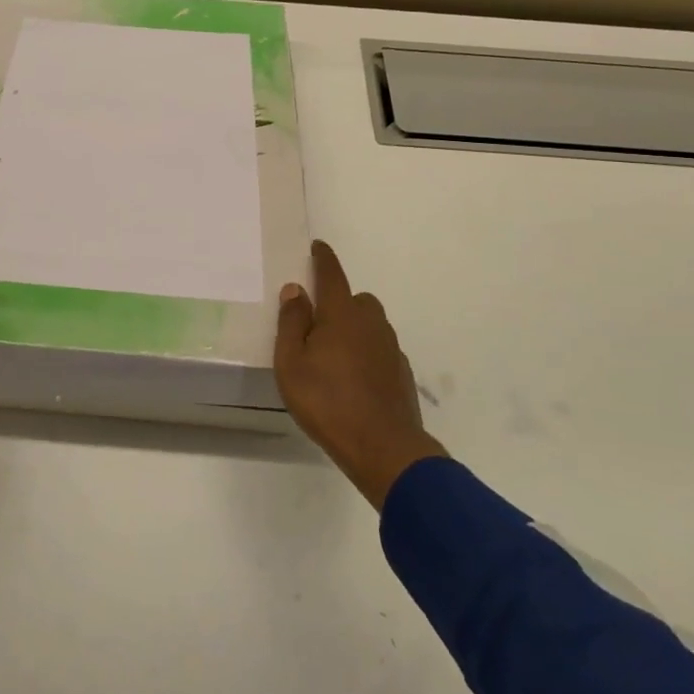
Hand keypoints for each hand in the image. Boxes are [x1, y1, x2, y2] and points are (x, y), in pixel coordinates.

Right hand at [275, 240, 446, 509]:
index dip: (323, 259)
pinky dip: (366, 352)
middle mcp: (371, 323)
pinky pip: (380, 349)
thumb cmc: (326, 401)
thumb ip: (292, 323)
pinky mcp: (401, 372)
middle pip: (356, 299)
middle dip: (339, 301)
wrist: (383, 447)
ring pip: (370, 325)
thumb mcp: (291, 363)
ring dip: (353, 328)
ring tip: (333, 354)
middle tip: (317, 323)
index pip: (332, 275)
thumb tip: (296, 290)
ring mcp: (390, 348)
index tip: (318, 246)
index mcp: (341, 315)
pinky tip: (353, 377)